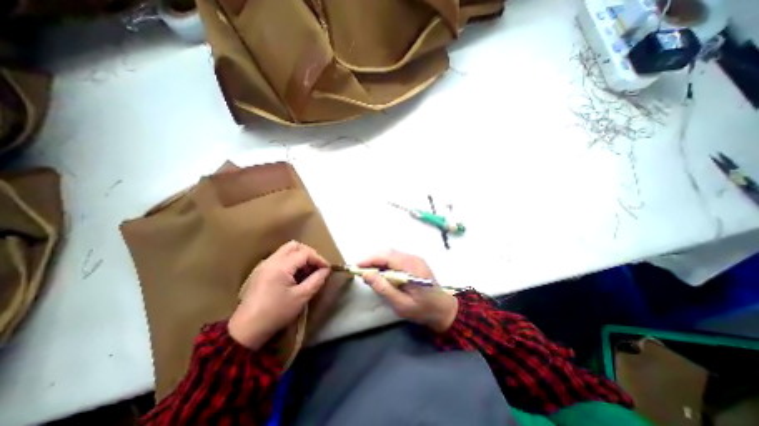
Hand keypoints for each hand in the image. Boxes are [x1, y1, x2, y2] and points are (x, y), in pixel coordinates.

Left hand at [228, 241, 329, 346]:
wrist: (246, 330)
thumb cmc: (276, 313)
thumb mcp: (301, 297)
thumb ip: (316, 280)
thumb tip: (326, 270)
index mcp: (281, 266)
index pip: (305, 253)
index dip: (319, 259)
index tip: (327, 269)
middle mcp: (271, 261)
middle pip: (294, 246)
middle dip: (309, 253)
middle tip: (316, 265)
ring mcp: (263, 265)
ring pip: (285, 250)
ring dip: (299, 256)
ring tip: (307, 271)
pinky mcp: (260, 271)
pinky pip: (279, 258)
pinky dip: (290, 261)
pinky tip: (294, 275)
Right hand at [359, 250, 459, 332]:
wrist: (444, 309)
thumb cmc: (423, 310)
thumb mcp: (401, 305)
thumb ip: (384, 288)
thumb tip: (366, 274)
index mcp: (412, 267)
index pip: (387, 256)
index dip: (370, 259)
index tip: (356, 266)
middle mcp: (413, 258)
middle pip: (388, 252)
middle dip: (372, 259)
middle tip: (360, 270)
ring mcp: (414, 258)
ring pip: (391, 253)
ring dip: (378, 260)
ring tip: (368, 272)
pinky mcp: (414, 261)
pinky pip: (396, 257)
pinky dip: (385, 262)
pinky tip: (381, 272)